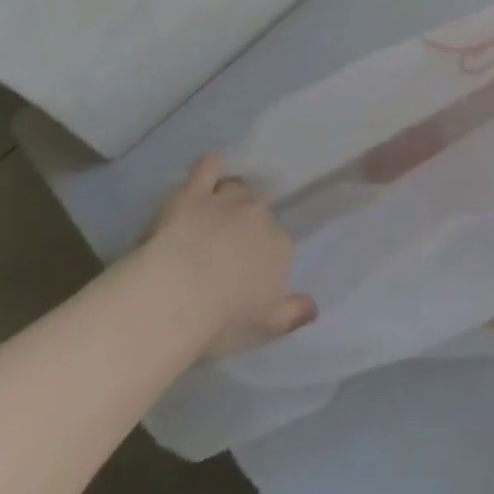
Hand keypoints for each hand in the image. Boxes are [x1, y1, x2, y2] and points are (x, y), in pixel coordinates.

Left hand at [138, 153, 316, 358]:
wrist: (179, 296)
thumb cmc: (224, 319)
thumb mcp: (265, 328)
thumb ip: (293, 315)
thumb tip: (314, 307)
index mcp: (280, 247)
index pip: (278, 245)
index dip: (261, 258)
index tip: (245, 276)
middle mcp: (260, 216)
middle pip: (258, 215)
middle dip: (246, 228)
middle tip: (224, 251)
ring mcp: (228, 201)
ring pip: (236, 189)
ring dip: (229, 199)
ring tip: (212, 218)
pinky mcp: (194, 193)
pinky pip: (208, 167)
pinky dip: (211, 166)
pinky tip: (209, 169)